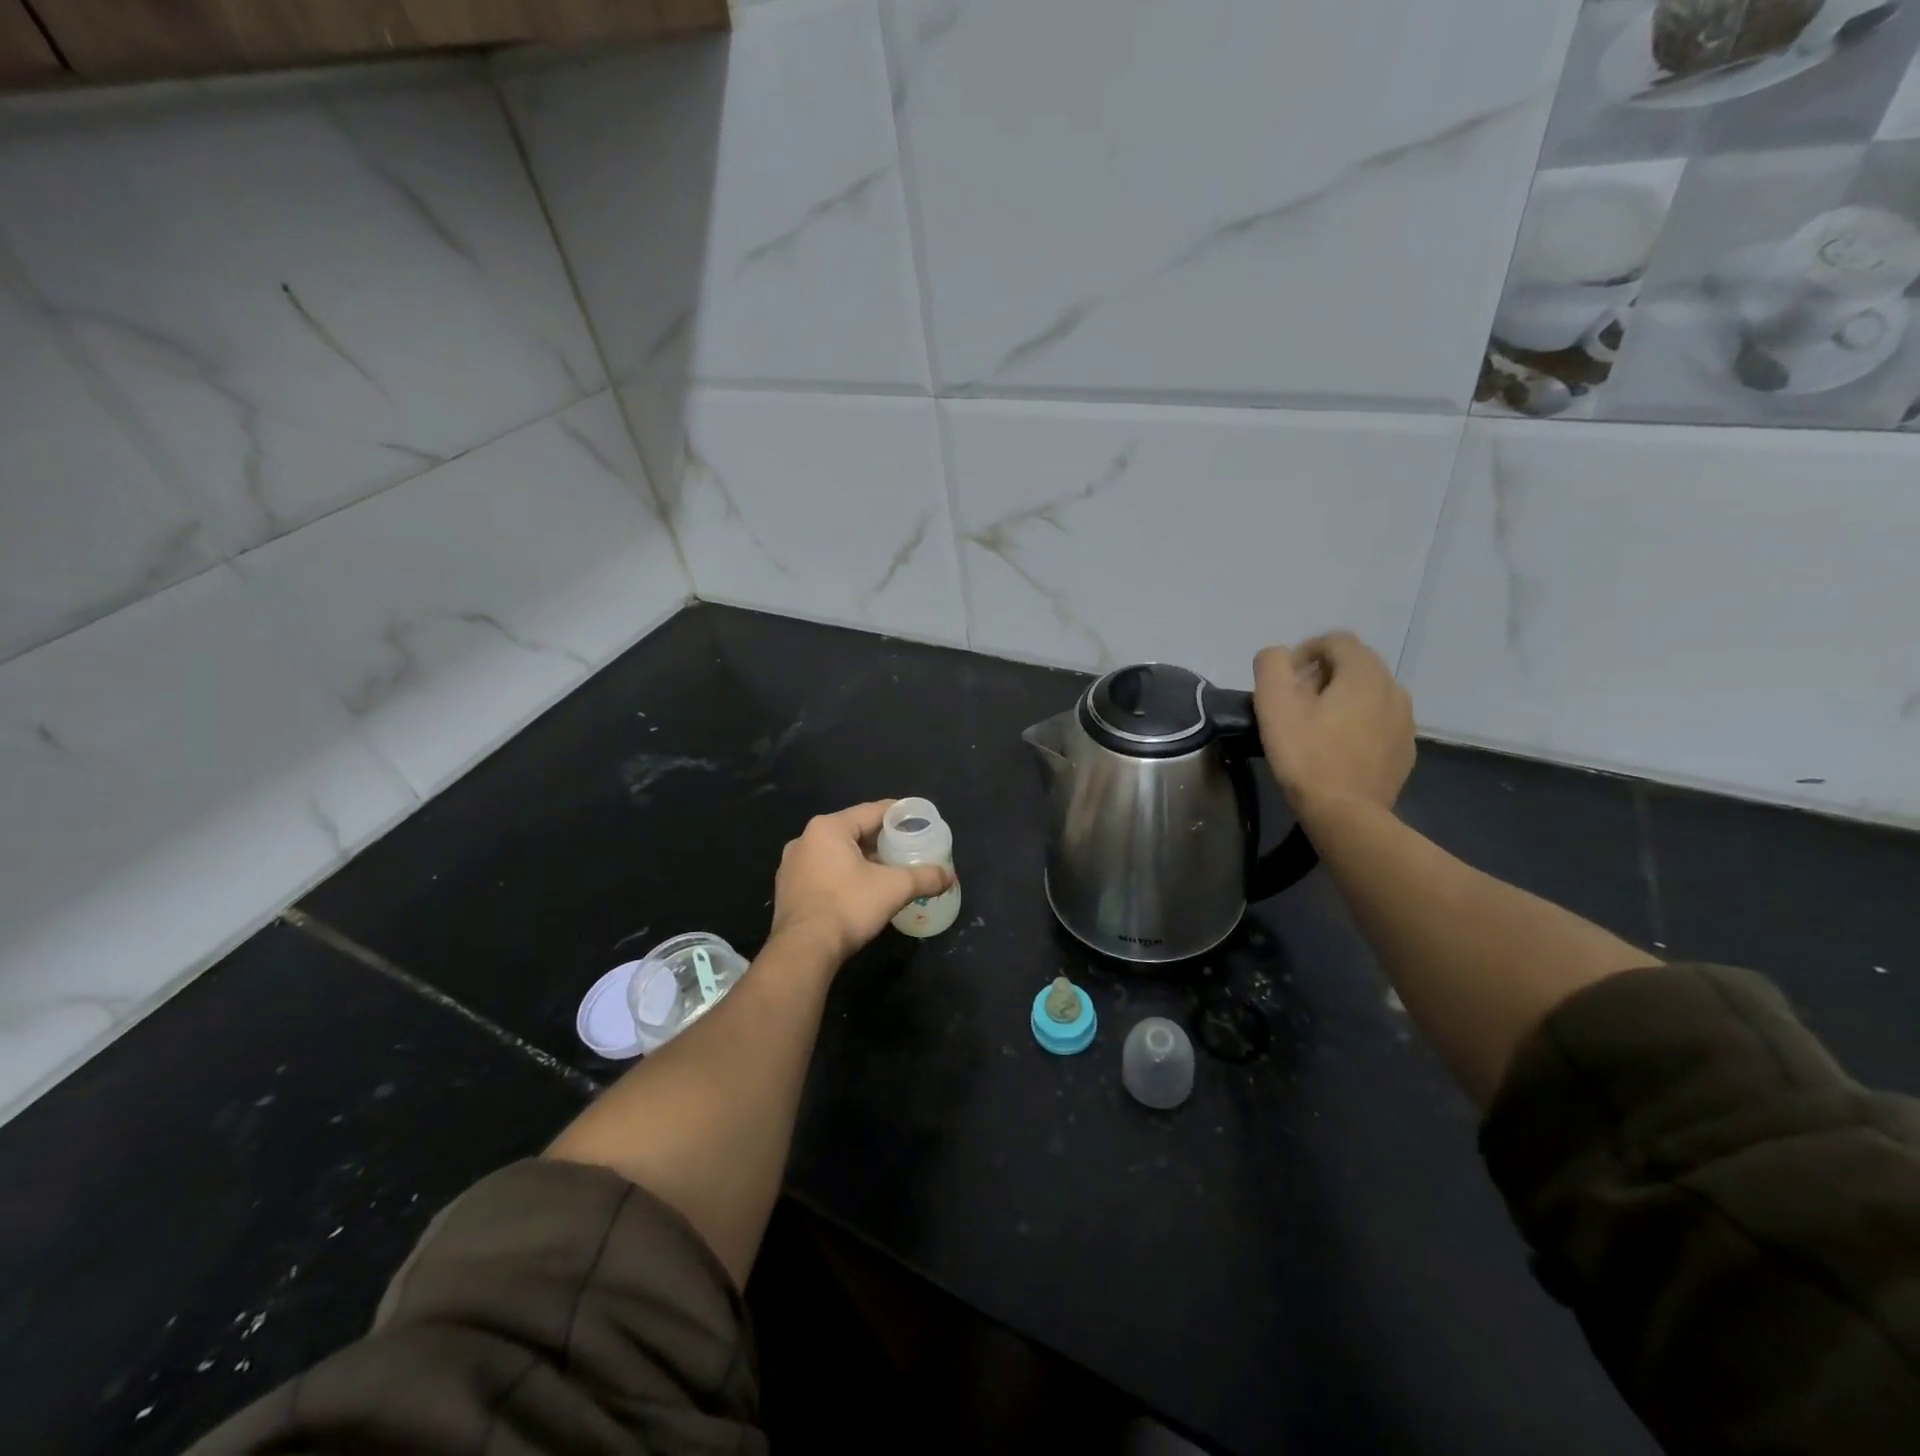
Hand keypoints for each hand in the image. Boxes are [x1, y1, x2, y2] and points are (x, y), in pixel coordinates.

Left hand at [767, 801, 953, 964]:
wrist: (804, 950)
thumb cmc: (848, 906)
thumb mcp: (894, 888)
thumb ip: (924, 877)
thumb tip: (949, 877)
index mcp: (829, 828)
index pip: (872, 811)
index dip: (899, 815)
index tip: (918, 821)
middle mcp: (805, 839)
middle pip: (853, 831)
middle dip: (881, 841)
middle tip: (906, 849)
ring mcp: (792, 865)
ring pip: (836, 853)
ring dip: (861, 859)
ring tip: (886, 871)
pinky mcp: (787, 889)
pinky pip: (822, 872)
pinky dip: (843, 875)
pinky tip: (859, 890)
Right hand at [1253, 632, 1414, 818]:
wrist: (1346, 815)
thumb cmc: (1307, 755)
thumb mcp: (1274, 703)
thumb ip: (1271, 665)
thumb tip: (1279, 657)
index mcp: (1364, 673)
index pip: (1335, 640)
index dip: (1304, 651)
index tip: (1283, 681)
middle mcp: (1393, 688)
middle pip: (1354, 665)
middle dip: (1321, 676)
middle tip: (1293, 704)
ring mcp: (1405, 721)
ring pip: (1368, 694)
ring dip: (1340, 700)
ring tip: (1313, 728)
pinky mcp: (1404, 750)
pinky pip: (1378, 723)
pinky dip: (1356, 725)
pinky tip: (1335, 750)